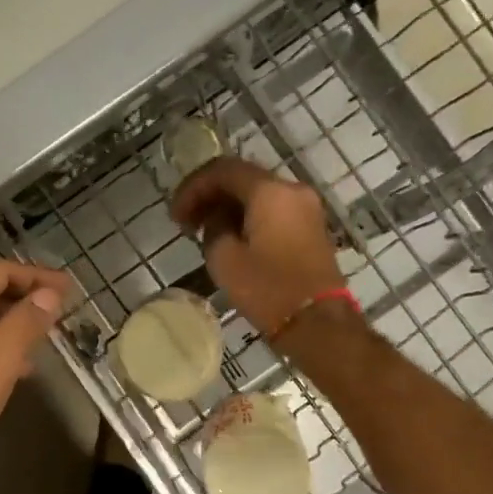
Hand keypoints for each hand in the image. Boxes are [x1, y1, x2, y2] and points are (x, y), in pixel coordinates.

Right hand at [172, 157, 343, 334]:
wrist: (317, 322)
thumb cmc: (267, 289)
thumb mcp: (224, 258)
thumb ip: (213, 227)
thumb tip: (218, 219)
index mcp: (269, 191)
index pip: (222, 170)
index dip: (192, 188)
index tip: (175, 216)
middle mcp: (291, 189)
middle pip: (242, 178)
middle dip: (209, 195)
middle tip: (186, 221)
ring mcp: (306, 208)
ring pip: (258, 193)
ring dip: (228, 206)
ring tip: (204, 232)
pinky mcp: (310, 227)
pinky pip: (273, 209)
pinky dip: (247, 216)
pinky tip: (230, 237)